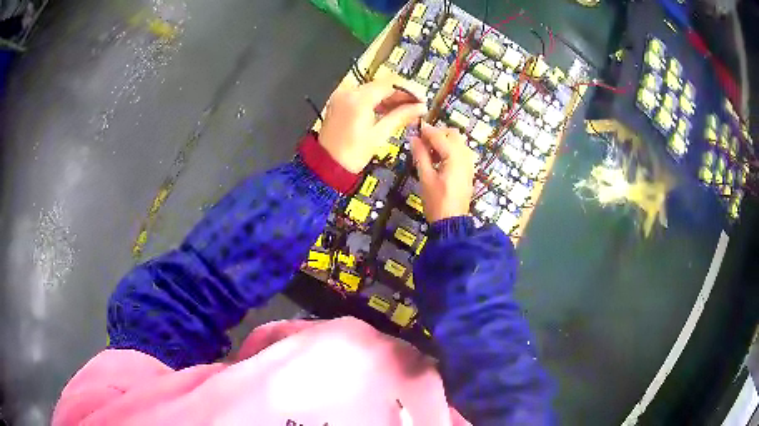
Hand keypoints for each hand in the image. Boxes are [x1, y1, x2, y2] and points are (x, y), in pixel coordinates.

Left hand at [319, 80, 426, 172]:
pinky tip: (390, 111)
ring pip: (373, 90)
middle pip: (382, 85)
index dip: (409, 90)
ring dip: (391, 98)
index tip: (422, 99)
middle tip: (417, 106)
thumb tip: (420, 107)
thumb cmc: (352, 154)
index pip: (390, 84)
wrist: (327, 166)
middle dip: (401, 94)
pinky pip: (363, 96)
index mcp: (358, 98)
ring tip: (407, 111)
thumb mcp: (380, 134)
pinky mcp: (340, 102)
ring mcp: (342, 96)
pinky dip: (377, 101)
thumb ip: (401, 116)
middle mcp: (348, 91)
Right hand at [411, 123, 475, 222]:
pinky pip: (461, 152)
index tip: (413, 128)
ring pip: (458, 142)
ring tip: (428, 151)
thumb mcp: (425, 178)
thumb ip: (420, 155)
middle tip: (422, 141)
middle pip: (453, 134)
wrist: (452, 222)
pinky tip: (438, 160)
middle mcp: (465, 156)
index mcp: (454, 156)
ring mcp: (469, 163)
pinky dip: (450, 150)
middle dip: (437, 133)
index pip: (439, 135)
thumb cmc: (436, 201)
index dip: (426, 130)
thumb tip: (413, 138)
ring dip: (444, 141)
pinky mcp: (468, 171)